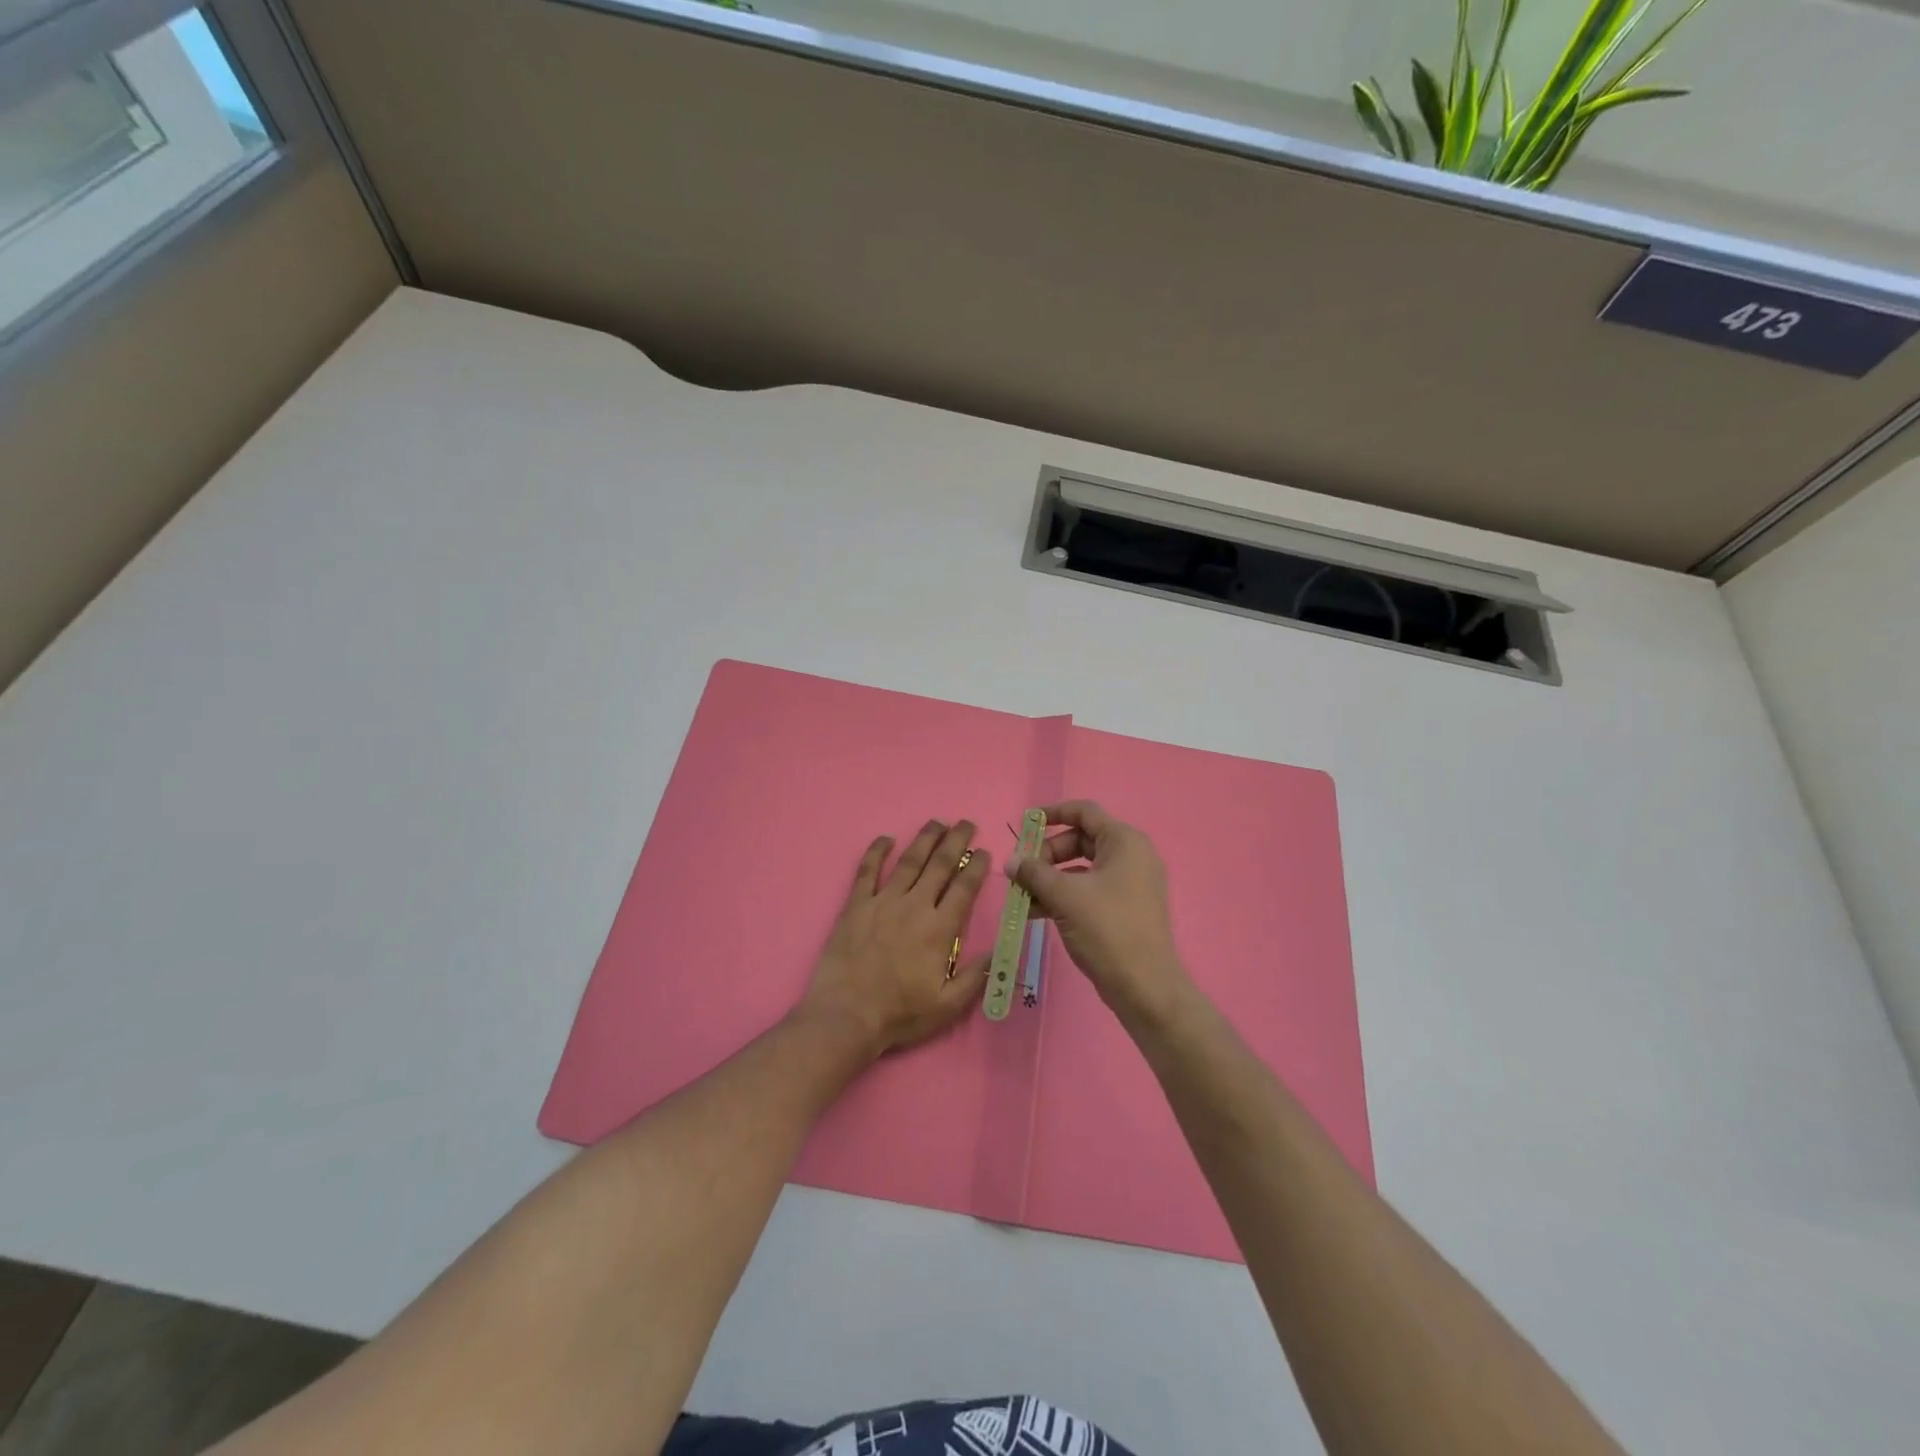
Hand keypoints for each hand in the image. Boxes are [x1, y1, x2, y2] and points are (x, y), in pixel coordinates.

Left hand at [796, 820, 992, 1058]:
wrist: (847, 1015)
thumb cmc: (900, 1013)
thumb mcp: (949, 1005)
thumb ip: (977, 976)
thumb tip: (1003, 951)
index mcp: (939, 928)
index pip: (964, 887)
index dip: (976, 866)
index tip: (984, 851)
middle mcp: (914, 906)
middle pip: (939, 864)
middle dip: (956, 841)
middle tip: (966, 823)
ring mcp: (882, 901)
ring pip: (908, 861)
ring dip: (925, 838)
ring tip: (937, 822)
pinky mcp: (856, 905)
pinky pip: (867, 870)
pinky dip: (876, 851)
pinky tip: (885, 839)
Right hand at [1007, 801, 1192, 1028]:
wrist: (1145, 987)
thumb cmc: (1108, 930)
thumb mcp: (1065, 897)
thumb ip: (1034, 873)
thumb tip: (1011, 861)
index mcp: (1124, 841)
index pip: (1084, 812)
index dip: (1052, 813)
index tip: (1024, 824)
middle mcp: (1130, 856)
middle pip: (1079, 840)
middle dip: (1046, 854)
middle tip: (1021, 872)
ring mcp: (1129, 883)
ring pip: (1080, 868)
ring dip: (1049, 879)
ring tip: (1020, 896)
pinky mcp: (1123, 908)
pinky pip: (1087, 890)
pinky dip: (1062, 896)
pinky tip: (1034, 912)